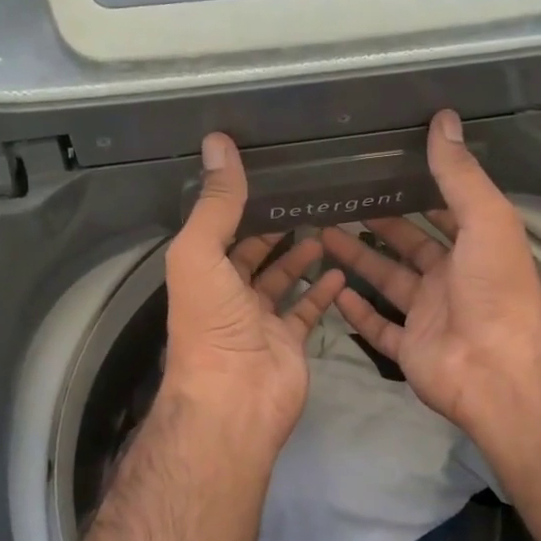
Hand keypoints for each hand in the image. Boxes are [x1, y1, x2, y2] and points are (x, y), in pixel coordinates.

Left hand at [161, 132, 346, 455]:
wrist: (236, 398)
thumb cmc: (212, 323)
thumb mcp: (202, 253)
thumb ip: (216, 202)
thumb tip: (218, 142)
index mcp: (203, 272)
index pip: (221, 229)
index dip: (240, 204)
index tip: (269, 173)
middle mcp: (229, 294)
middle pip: (253, 253)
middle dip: (275, 227)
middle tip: (307, 195)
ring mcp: (261, 319)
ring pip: (282, 279)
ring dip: (300, 254)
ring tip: (327, 223)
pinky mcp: (290, 340)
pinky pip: (308, 308)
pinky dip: (322, 290)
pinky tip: (338, 266)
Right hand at [318, 110, 540, 440]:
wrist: (497, 369)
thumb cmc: (495, 289)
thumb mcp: (485, 219)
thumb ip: (459, 174)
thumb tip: (444, 118)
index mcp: (474, 247)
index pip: (443, 212)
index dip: (417, 192)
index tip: (384, 170)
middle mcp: (451, 279)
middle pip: (408, 245)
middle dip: (379, 223)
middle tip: (340, 200)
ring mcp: (429, 315)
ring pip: (387, 281)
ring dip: (358, 260)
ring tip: (322, 234)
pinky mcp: (410, 348)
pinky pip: (378, 327)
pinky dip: (357, 312)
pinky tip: (333, 291)